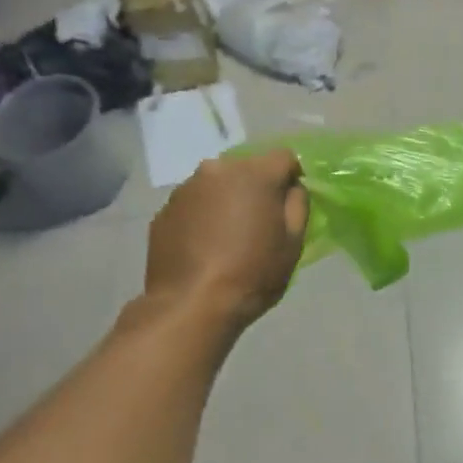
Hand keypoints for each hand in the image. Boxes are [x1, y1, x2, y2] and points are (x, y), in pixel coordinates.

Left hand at [144, 149, 308, 329]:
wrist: (191, 305)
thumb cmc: (252, 273)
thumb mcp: (293, 242)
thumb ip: (298, 204)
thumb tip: (291, 188)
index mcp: (254, 174)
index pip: (284, 157)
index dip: (292, 177)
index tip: (289, 203)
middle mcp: (217, 170)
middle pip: (246, 168)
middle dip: (256, 187)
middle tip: (258, 221)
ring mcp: (186, 189)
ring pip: (217, 185)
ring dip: (227, 200)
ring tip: (227, 236)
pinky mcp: (164, 210)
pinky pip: (194, 204)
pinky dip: (202, 216)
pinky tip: (204, 246)